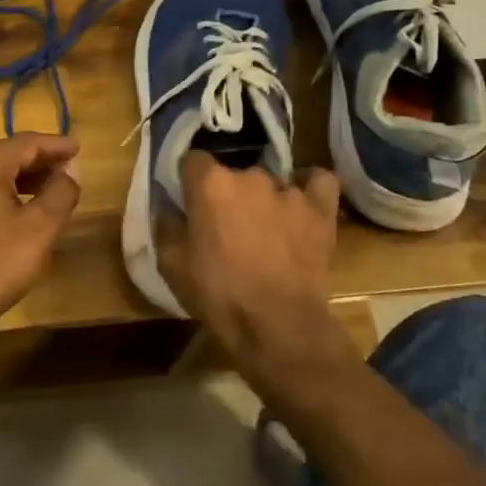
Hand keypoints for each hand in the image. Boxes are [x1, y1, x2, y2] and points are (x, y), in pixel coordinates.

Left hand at [0, 133, 83, 332]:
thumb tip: (70, 170)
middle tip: (67, 171)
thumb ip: (60, 192)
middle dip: (39, 162)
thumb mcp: (40, 228)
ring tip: (47, 193)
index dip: (55, 144)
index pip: (25, 143)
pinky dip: (0, 196)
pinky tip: (14, 215)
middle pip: (5, 156)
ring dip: (20, 181)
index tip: (77, 149)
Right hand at [156, 152, 355, 383]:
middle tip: (226, 226)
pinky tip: (301, 203)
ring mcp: (288, 190)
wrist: (276, 325)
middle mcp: (249, 175)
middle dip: (228, 194)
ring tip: (265, 228)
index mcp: (209, 184)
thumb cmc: (218, 294)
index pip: (193, 160)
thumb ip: (166, 227)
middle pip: (233, 172)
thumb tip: (168, 208)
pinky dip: (309, 188)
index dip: (190, 180)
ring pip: (270, 181)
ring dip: (264, 199)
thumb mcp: (172, 265)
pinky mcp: (319, 208)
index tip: (190, 201)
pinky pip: (317, 182)